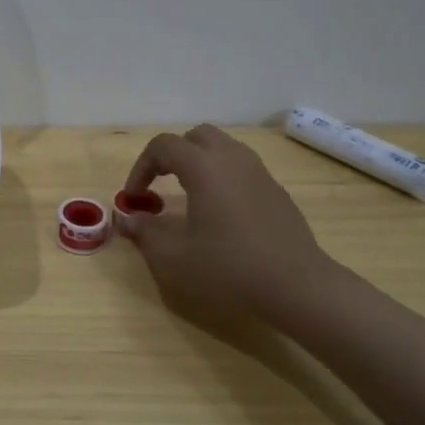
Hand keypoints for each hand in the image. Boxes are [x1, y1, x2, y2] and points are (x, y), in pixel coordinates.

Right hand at [120, 125, 341, 340]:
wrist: (297, 287)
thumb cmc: (228, 269)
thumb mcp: (173, 258)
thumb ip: (145, 232)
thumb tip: (126, 219)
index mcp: (204, 167)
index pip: (163, 146)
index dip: (141, 167)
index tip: (134, 198)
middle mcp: (233, 160)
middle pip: (197, 137)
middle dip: (173, 156)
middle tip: (160, 186)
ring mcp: (260, 174)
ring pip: (224, 149)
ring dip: (199, 164)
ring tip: (188, 197)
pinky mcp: (277, 193)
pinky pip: (243, 170)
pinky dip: (223, 179)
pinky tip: (221, 215)